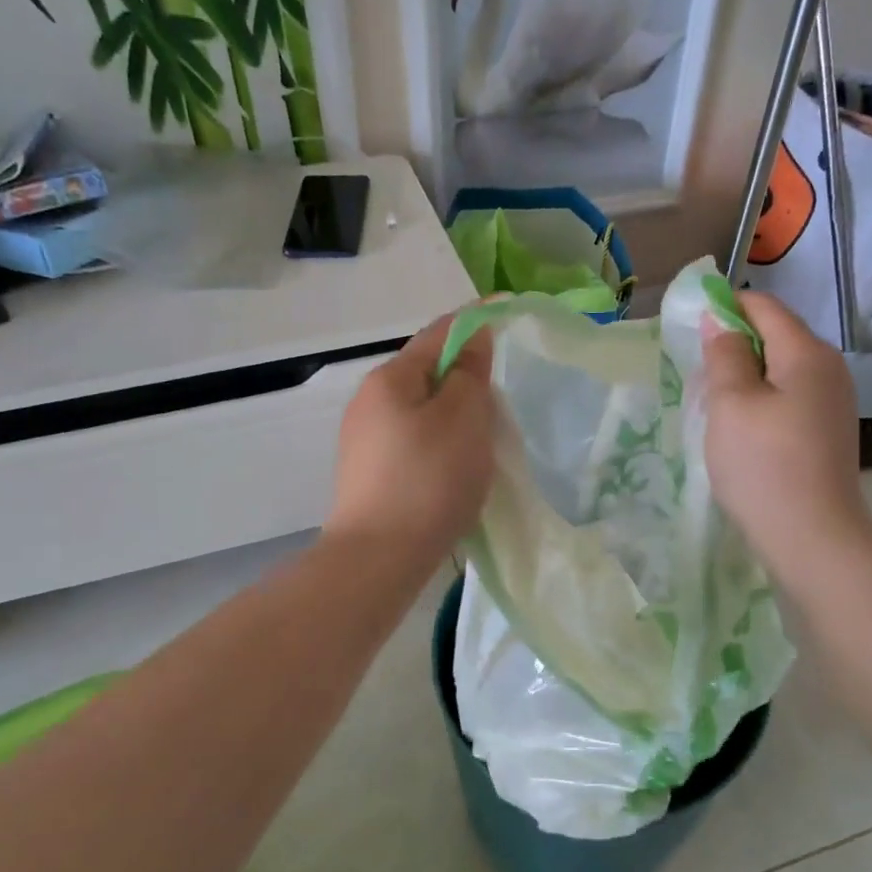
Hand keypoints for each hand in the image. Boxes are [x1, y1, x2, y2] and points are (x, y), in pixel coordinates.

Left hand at [325, 312, 495, 561]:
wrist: (378, 559)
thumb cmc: (429, 480)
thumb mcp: (463, 418)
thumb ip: (471, 372)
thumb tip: (473, 336)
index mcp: (390, 379)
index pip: (439, 333)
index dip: (476, 321)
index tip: (508, 312)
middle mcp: (368, 401)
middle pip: (427, 373)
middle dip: (466, 375)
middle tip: (502, 394)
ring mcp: (363, 440)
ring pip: (420, 410)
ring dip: (453, 413)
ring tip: (484, 436)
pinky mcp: (368, 474)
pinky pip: (412, 441)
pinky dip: (439, 442)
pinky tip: (455, 467)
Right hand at [702, 291, 871, 583]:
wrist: (813, 538)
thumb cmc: (763, 464)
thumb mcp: (731, 403)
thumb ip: (724, 355)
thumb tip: (719, 319)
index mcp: (806, 352)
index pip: (764, 306)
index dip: (725, 307)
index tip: (689, 329)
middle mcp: (829, 367)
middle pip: (776, 335)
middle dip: (734, 344)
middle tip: (697, 374)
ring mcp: (834, 401)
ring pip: (781, 368)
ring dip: (745, 375)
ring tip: (714, 404)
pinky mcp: (829, 430)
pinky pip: (790, 396)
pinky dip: (762, 399)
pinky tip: (742, 428)